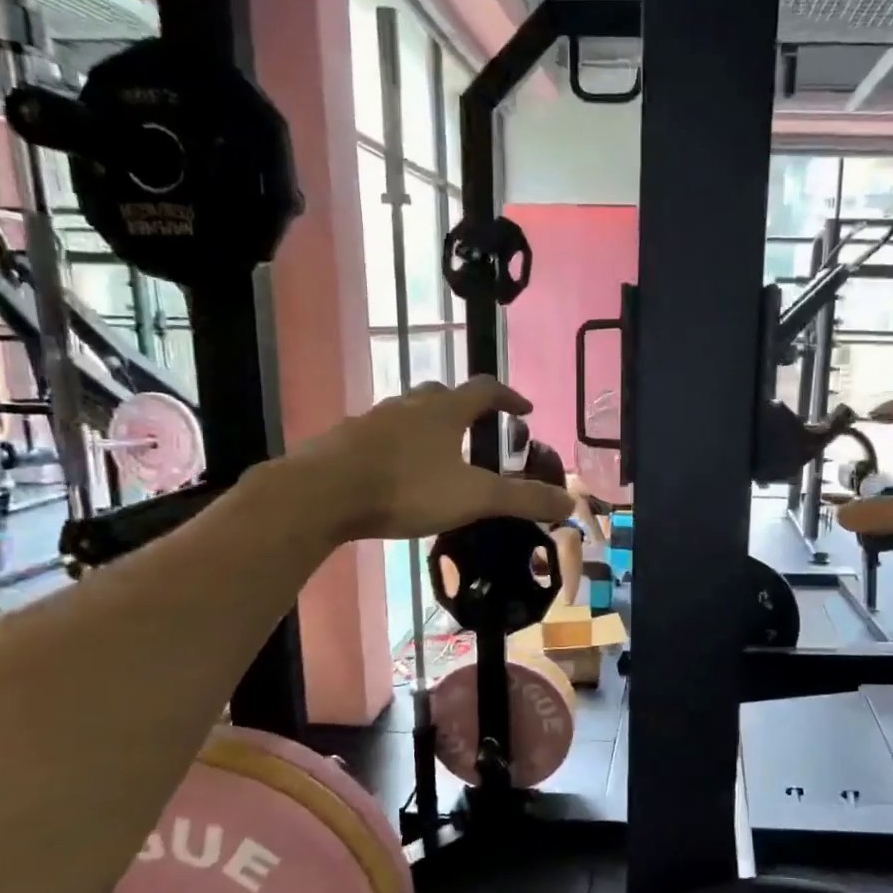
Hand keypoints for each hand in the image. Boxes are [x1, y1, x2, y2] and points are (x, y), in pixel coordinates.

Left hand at [303, 377, 574, 540]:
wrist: (321, 494)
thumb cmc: (406, 488)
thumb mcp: (474, 497)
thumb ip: (522, 500)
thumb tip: (571, 503)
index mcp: (444, 411)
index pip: (485, 389)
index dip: (508, 397)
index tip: (524, 410)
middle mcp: (408, 406)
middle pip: (441, 395)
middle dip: (463, 408)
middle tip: (477, 430)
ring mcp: (371, 421)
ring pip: (407, 415)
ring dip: (427, 427)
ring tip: (437, 456)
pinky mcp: (343, 441)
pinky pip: (378, 437)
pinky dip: (395, 448)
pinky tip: (394, 474)